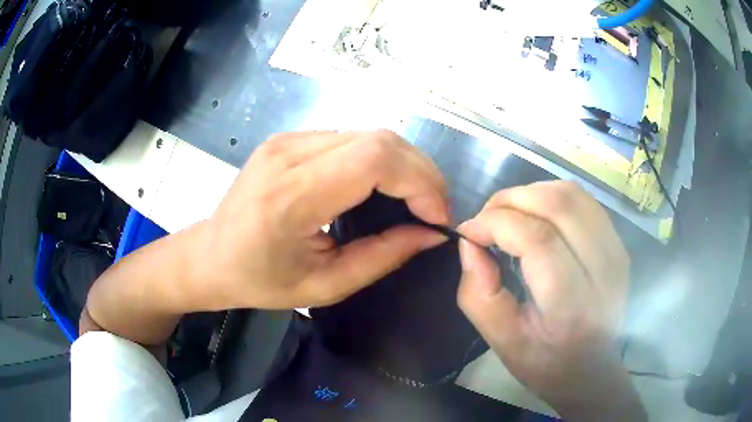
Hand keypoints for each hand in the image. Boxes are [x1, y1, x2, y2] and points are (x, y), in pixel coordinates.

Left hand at [200, 130, 449, 309]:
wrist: (210, 255)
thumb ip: (383, 257)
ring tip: (415, 199)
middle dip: (421, 172)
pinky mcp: (290, 138)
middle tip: (433, 210)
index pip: (374, 159)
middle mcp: (289, 153)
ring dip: (403, 164)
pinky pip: (350, 139)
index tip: (437, 217)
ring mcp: (288, 139)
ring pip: (369, 134)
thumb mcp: (324, 286)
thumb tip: (432, 235)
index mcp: (292, 196)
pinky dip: (379, 160)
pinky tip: (382, 187)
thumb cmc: (259, 281)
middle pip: (379, 138)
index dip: (420, 182)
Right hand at [457, 181, 642, 419]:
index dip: (495, 223)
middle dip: (510, 200)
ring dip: (531, 193)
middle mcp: (603, 271)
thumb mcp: (502, 341)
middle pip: (558, 205)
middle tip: (486, 219)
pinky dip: (552, 197)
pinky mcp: (618, 244)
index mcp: (572, 306)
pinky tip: (537, 216)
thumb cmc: (545, 363)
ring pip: (572, 194)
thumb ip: (478, 293)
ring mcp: (616, 252)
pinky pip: (584, 201)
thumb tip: (470, 243)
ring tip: (509, 214)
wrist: (591, 370)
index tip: (468, 231)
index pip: (537, 239)